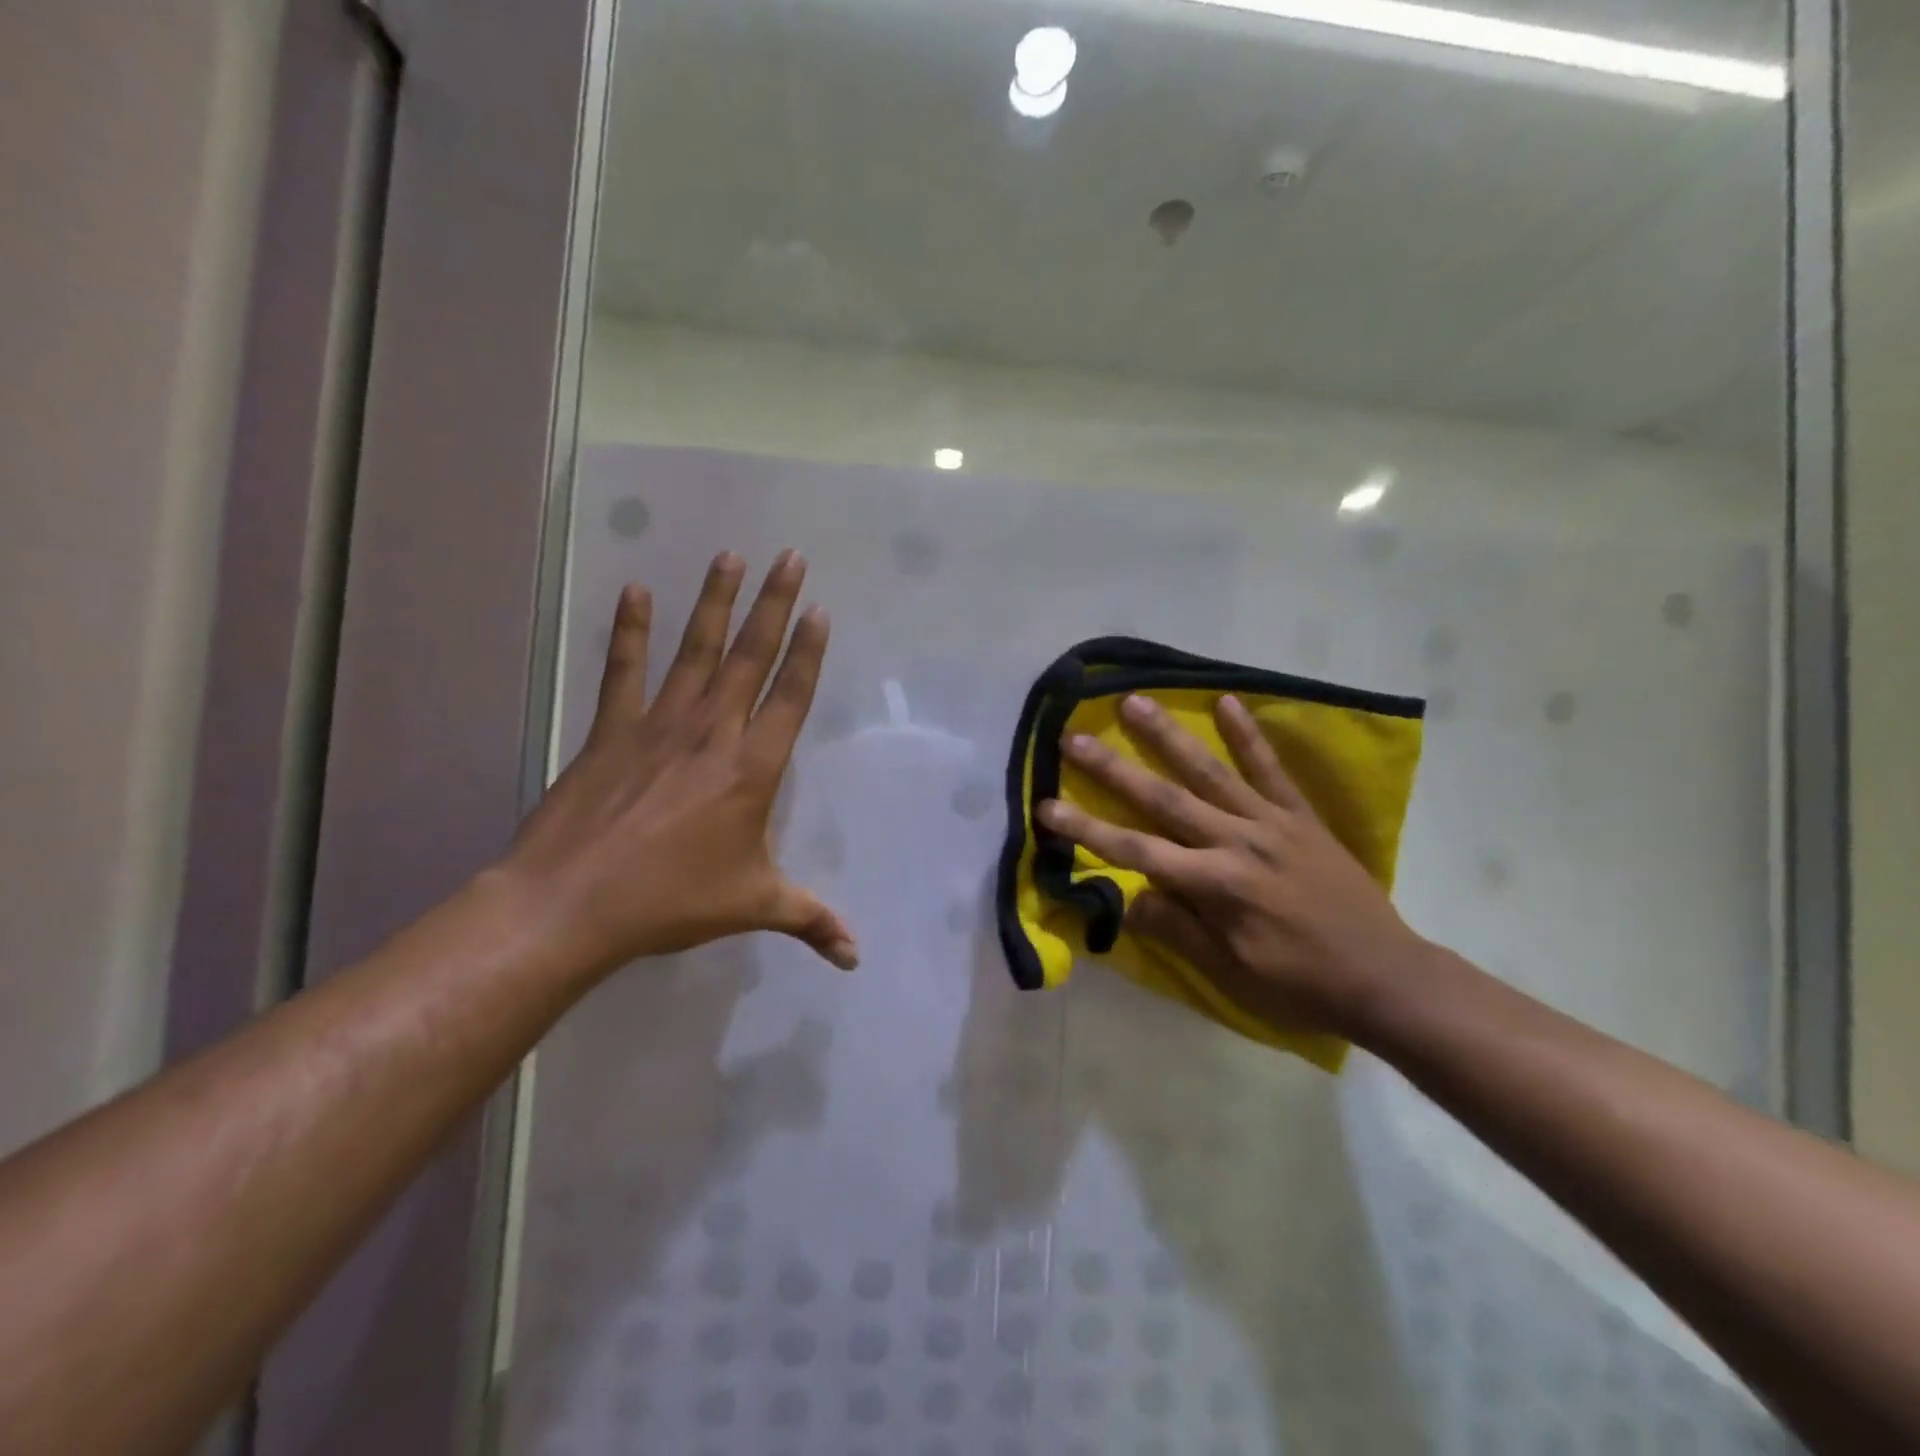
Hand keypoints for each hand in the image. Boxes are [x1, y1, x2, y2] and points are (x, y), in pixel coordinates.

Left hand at [502, 550, 857, 979]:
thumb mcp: (753, 906)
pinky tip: (637, 591)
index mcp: (753, 769)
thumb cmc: (672, 901)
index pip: (791, 696)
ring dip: (715, 601)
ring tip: (731, 556)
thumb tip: (856, 956)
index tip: (820, 610)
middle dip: (775, 604)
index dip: (809, 652)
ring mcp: (660, 725)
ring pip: (697, 650)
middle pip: (751, 656)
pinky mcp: (613, 729)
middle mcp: (713, 733)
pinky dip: (632, 630)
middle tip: (791, 557)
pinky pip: (625, 670)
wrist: (573, 903)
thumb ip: (811, 920)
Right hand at [1036, 693, 1427, 1041]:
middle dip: (1112, 768)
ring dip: (1168, 735)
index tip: (1046, 806)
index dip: (1086, 830)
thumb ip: (1175, 929)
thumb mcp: (1229, 971)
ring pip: (1209, 771)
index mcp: (1215, 885)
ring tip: (1133, 702)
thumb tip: (1125, 896)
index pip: (1135, 851)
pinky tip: (1227, 702)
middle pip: (1162, 798)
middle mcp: (1236, 841)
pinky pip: (1271, 769)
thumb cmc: (1299, 983)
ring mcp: (1271, 822)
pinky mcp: (1300, 816)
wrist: (1386, 976)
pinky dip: (1249, 736)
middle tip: (1074, 736)